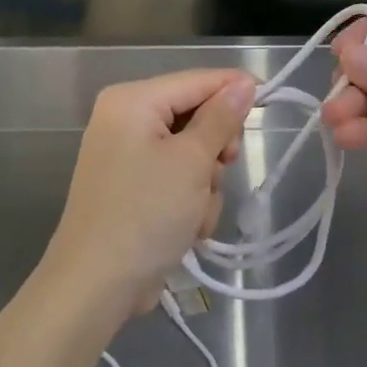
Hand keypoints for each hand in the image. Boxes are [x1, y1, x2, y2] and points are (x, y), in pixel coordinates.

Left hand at [43, 69, 256, 326]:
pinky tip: (187, 227)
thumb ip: (221, 119)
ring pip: (192, 152)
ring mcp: (128, 155)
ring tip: (196, 212)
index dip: (235, 89)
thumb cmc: (145, 214)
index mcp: (133, 101)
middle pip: (196, 116)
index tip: (271, 103)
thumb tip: (244, 84)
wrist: (96, 286)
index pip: (197, 80)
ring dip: (205, 183)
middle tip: (222, 169)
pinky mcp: (134, 187)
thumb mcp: (192, 162)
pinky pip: (177, 177)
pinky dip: (189, 200)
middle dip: (215, 149)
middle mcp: (126, 119)